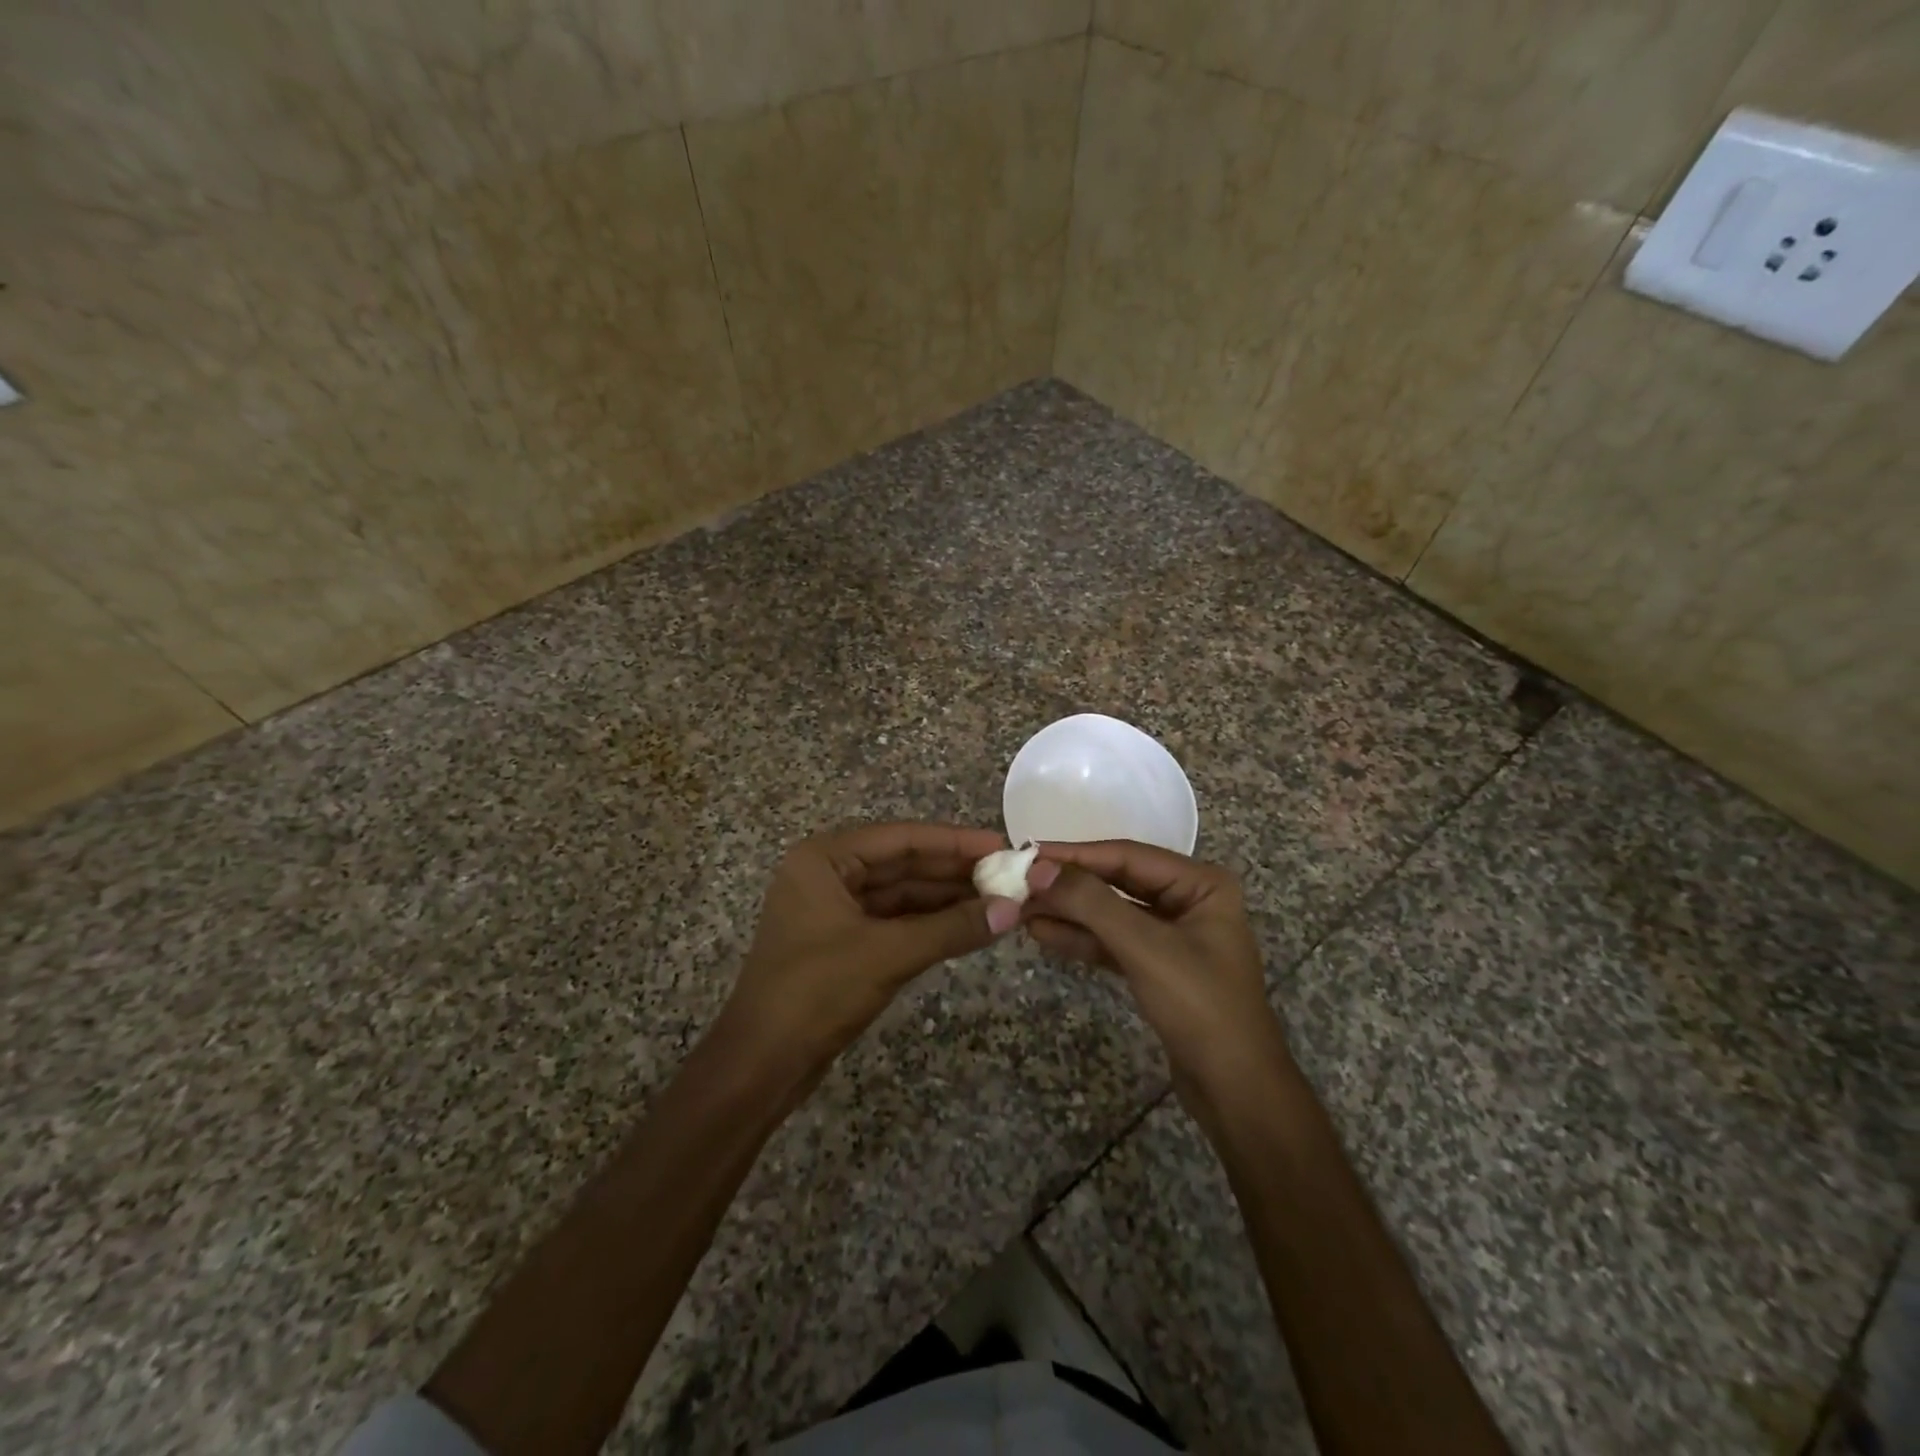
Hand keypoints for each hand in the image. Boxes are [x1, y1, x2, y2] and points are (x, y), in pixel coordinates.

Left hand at [724, 822, 1025, 1060]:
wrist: (760, 1065)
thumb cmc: (816, 993)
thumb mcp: (888, 954)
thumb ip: (951, 928)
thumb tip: (1013, 910)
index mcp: (825, 858)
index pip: (902, 838)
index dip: (955, 842)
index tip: (1001, 845)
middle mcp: (828, 874)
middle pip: (903, 863)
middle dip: (954, 872)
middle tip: (1009, 876)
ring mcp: (834, 909)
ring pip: (901, 894)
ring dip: (946, 899)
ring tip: (999, 900)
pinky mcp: (843, 942)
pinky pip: (894, 921)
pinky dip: (929, 924)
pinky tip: (967, 925)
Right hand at [1025, 841, 1290, 1103]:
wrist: (1236, 1092)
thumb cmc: (1200, 1006)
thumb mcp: (1145, 948)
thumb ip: (1091, 903)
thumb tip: (1038, 868)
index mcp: (1201, 883)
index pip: (1127, 856)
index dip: (1076, 854)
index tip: (1028, 853)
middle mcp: (1188, 900)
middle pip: (1117, 881)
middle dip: (1069, 885)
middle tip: (1018, 883)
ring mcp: (1172, 935)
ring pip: (1110, 912)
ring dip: (1068, 912)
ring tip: (1020, 908)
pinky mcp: (1157, 967)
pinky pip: (1112, 941)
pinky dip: (1080, 938)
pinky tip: (1043, 933)